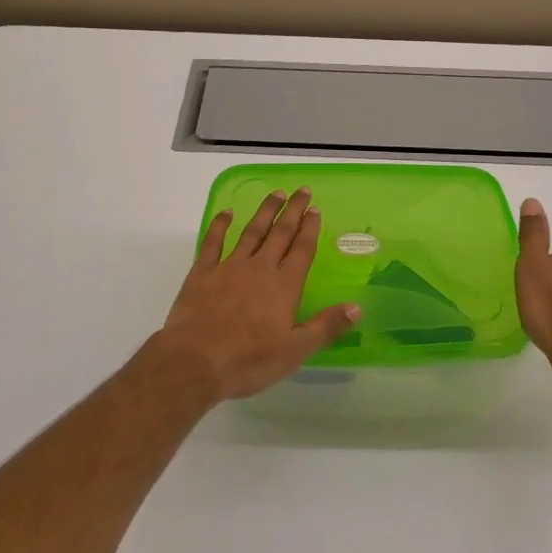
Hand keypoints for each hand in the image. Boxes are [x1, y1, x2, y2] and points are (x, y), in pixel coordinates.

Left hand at [152, 189, 360, 403]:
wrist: (195, 361)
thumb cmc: (248, 361)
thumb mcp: (294, 351)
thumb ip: (325, 327)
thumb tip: (356, 307)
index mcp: (283, 287)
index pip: (301, 250)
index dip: (310, 229)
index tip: (316, 209)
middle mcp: (259, 268)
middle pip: (280, 233)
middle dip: (293, 211)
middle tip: (302, 190)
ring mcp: (229, 266)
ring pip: (252, 231)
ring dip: (265, 211)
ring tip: (276, 193)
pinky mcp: (202, 272)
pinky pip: (213, 241)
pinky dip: (220, 225)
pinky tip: (227, 212)